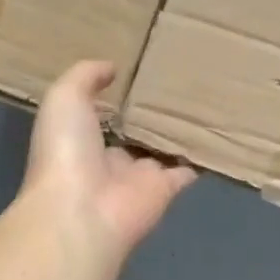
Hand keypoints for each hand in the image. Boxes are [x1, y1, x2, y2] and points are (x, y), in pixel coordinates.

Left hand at [20, 61, 196, 266]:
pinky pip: (187, 170)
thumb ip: (85, 77)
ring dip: (176, 134)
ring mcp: (140, 176)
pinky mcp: (166, 189)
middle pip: (133, 134)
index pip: (100, 117)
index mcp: (80, 138)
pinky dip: (200, 158)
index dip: (115, 100)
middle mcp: (110, 158)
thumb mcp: (64, 98)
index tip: (136, 76)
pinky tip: (215, 136)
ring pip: (161, 151)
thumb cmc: (66, 151)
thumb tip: (112, 68)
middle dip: (149, 116)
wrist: (82, 211)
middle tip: (175, 85)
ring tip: (200, 101)